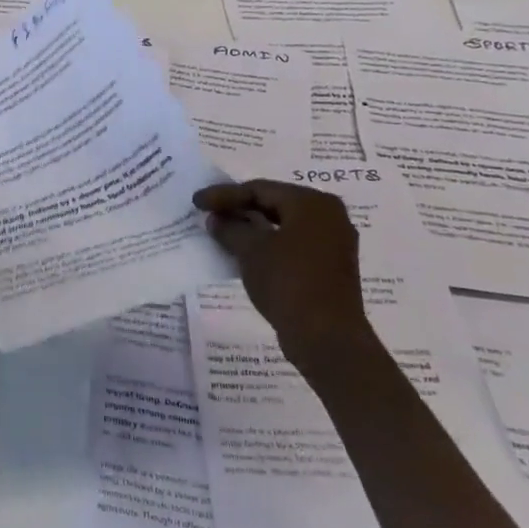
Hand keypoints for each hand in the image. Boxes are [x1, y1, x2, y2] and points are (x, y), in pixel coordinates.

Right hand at [193, 179, 374, 371]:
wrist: (326, 337)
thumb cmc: (288, 282)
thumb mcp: (250, 250)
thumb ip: (230, 228)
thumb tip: (216, 219)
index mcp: (312, 203)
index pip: (259, 189)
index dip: (223, 195)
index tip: (196, 202)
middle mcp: (329, 216)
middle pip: (273, 203)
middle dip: (239, 209)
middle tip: (208, 213)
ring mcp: (332, 242)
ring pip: (282, 225)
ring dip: (251, 228)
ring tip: (221, 232)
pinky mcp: (329, 267)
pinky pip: (291, 244)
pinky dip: (267, 244)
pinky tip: (243, 252)